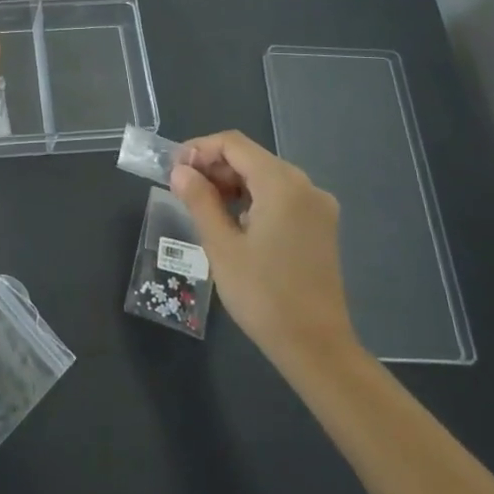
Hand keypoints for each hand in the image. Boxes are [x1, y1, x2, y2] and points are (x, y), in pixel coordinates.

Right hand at [171, 130, 358, 373]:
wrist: (317, 349)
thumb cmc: (264, 296)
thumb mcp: (221, 246)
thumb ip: (199, 200)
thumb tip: (180, 171)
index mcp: (282, 184)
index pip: (234, 144)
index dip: (199, 149)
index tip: (173, 170)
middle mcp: (305, 186)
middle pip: (251, 157)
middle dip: (214, 167)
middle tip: (183, 190)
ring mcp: (317, 206)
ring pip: (265, 176)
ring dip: (231, 184)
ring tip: (202, 207)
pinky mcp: (320, 226)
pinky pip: (280, 196)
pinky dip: (253, 199)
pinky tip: (233, 222)